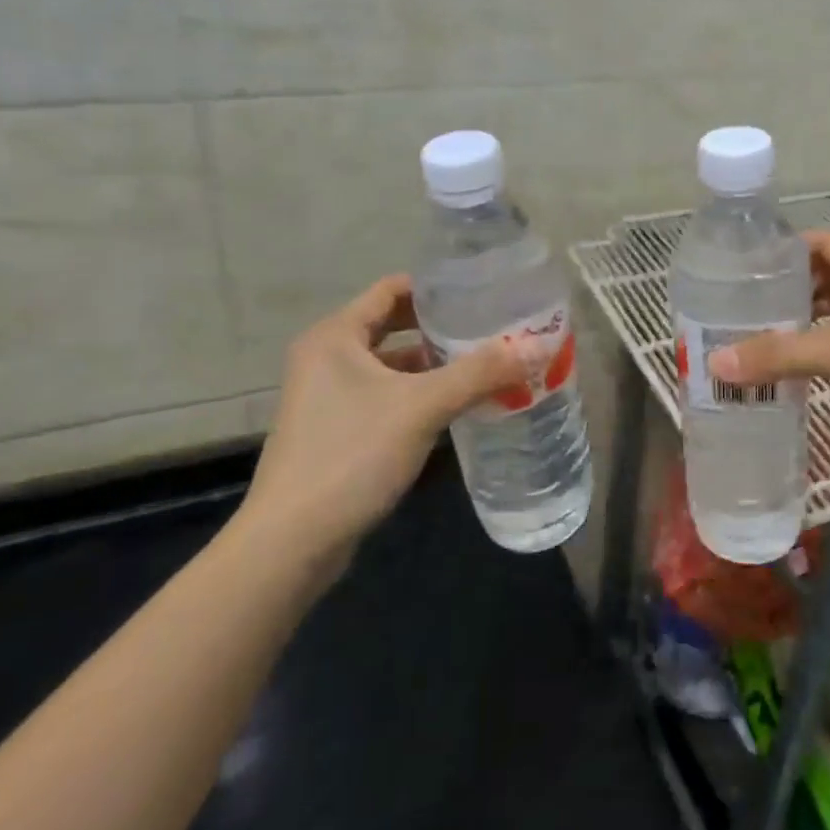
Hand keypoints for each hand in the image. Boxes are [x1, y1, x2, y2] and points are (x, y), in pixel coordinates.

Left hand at [235, 275, 523, 570]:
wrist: (292, 541)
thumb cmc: (352, 455)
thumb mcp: (422, 407)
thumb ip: (480, 373)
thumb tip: (537, 345)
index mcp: (336, 336)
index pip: (392, 289)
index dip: (437, 287)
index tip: (482, 292)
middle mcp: (327, 357)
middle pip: (394, 325)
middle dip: (442, 328)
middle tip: (492, 329)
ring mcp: (329, 396)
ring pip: (393, 364)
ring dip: (435, 364)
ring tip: (486, 365)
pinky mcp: (337, 430)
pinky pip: (388, 396)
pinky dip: (421, 394)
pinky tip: (458, 406)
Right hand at [709, 231, 829, 457]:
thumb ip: (779, 354)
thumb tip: (716, 362)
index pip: (828, 242)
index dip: (790, 249)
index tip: (750, 265)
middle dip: (795, 285)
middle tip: (750, 301)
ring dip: (811, 315)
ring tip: (768, 329)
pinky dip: (829, 341)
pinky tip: (803, 360)